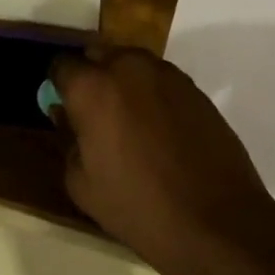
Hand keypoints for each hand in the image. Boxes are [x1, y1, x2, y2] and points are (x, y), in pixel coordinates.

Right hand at [49, 45, 274, 274]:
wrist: (216, 221)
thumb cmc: (138, 206)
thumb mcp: (82, 184)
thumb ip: (68, 140)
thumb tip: (67, 117)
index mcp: (92, 87)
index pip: (61, 65)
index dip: (58, 85)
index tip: (63, 107)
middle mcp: (127, 67)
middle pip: (98, 54)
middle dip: (91, 76)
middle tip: (94, 112)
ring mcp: (166, 74)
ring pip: (131, 63)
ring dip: (123, 82)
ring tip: (129, 121)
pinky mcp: (194, 87)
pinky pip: (160, 80)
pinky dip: (151, 94)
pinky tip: (158, 129)